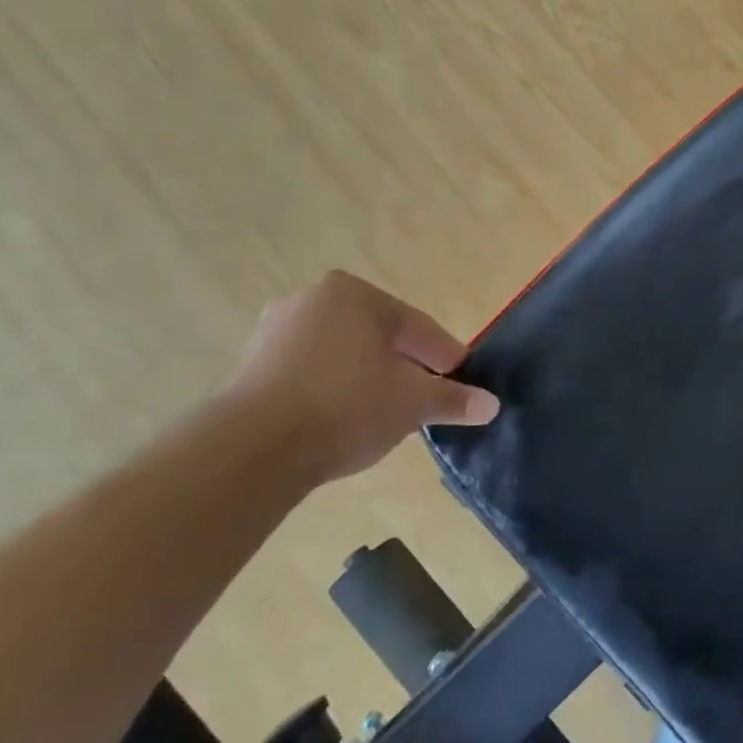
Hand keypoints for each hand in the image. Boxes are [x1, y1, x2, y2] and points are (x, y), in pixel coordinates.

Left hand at [228, 270, 499, 483]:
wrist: (254, 447)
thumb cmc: (348, 405)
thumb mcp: (414, 402)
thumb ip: (454, 399)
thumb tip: (492, 405)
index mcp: (356, 295)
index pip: (418, 326)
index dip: (445, 357)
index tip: (460, 382)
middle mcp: (312, 300)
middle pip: (379, 337)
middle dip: (406, 366)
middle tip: (427, 397)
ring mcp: (275, 332)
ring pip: (344, 354)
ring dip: (369, 378)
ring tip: (387, 412)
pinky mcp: (251, 366)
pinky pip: (312, 372)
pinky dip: (335, 389)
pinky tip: (347, 418)